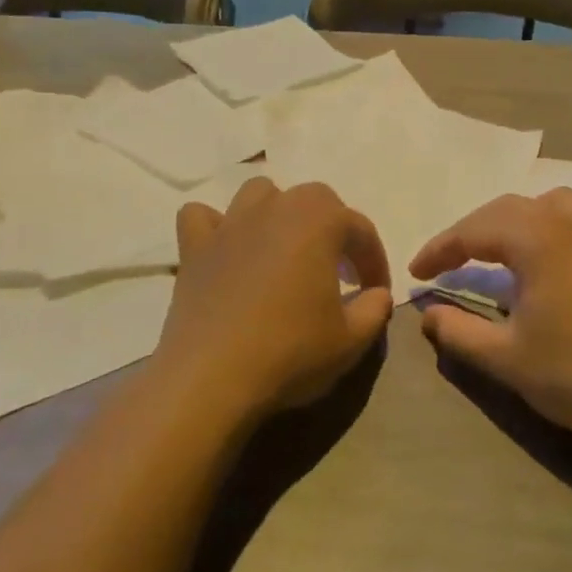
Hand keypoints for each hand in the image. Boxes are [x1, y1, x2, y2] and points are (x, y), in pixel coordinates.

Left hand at [153, 176, 392, 422]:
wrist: (213, 378)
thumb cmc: (291, 352)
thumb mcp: (351, 340)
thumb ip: (374, 309)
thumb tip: (378, 295)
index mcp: (319, 221)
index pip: (359, 229)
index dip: (374, 260)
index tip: (377, 291)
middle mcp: (274, 208)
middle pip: (314, 199)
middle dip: (332, 227)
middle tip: (338, 270)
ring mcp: (229, 225)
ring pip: (259, 194)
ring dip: (278, 212)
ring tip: (285, 248)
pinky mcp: (194, 248)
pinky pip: (202, 217)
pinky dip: (217, 227)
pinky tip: (227, 251)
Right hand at [410, 189, 571, 446]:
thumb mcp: (504, 357)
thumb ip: (457, 330)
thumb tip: (427, 312)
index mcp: (538, 239)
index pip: (475, 230)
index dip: (440, 249)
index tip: (416, 271)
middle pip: (509, 209)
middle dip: (472, 231)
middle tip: (447, 262)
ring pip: (549, 205)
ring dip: (514, 222)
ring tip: (497, 251)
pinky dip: (551, 229)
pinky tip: (551, 260)